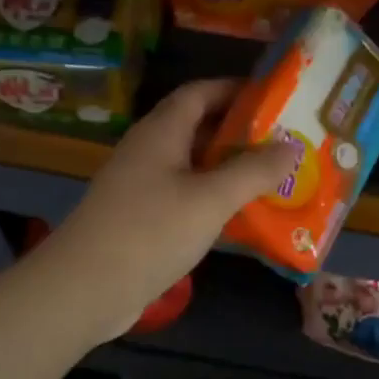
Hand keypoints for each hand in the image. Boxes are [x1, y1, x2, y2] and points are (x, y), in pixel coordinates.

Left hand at [34, 80, 291, 341]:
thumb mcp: (211, 199)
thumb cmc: (150, 232)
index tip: (275, 99)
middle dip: (240, 132)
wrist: (86, 289)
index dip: (235, 90)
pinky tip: (241, 217)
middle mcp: (149, 151)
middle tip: (285, 142)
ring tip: (274, 177)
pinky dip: (213, 199)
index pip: (200, 93)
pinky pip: (185, 197)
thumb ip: (253, 171)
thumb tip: (292, 146)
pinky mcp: (141, 219)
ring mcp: (142, 186)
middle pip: (198, 128)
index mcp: (161, 132)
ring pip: (193, 166)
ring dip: (229, 169)